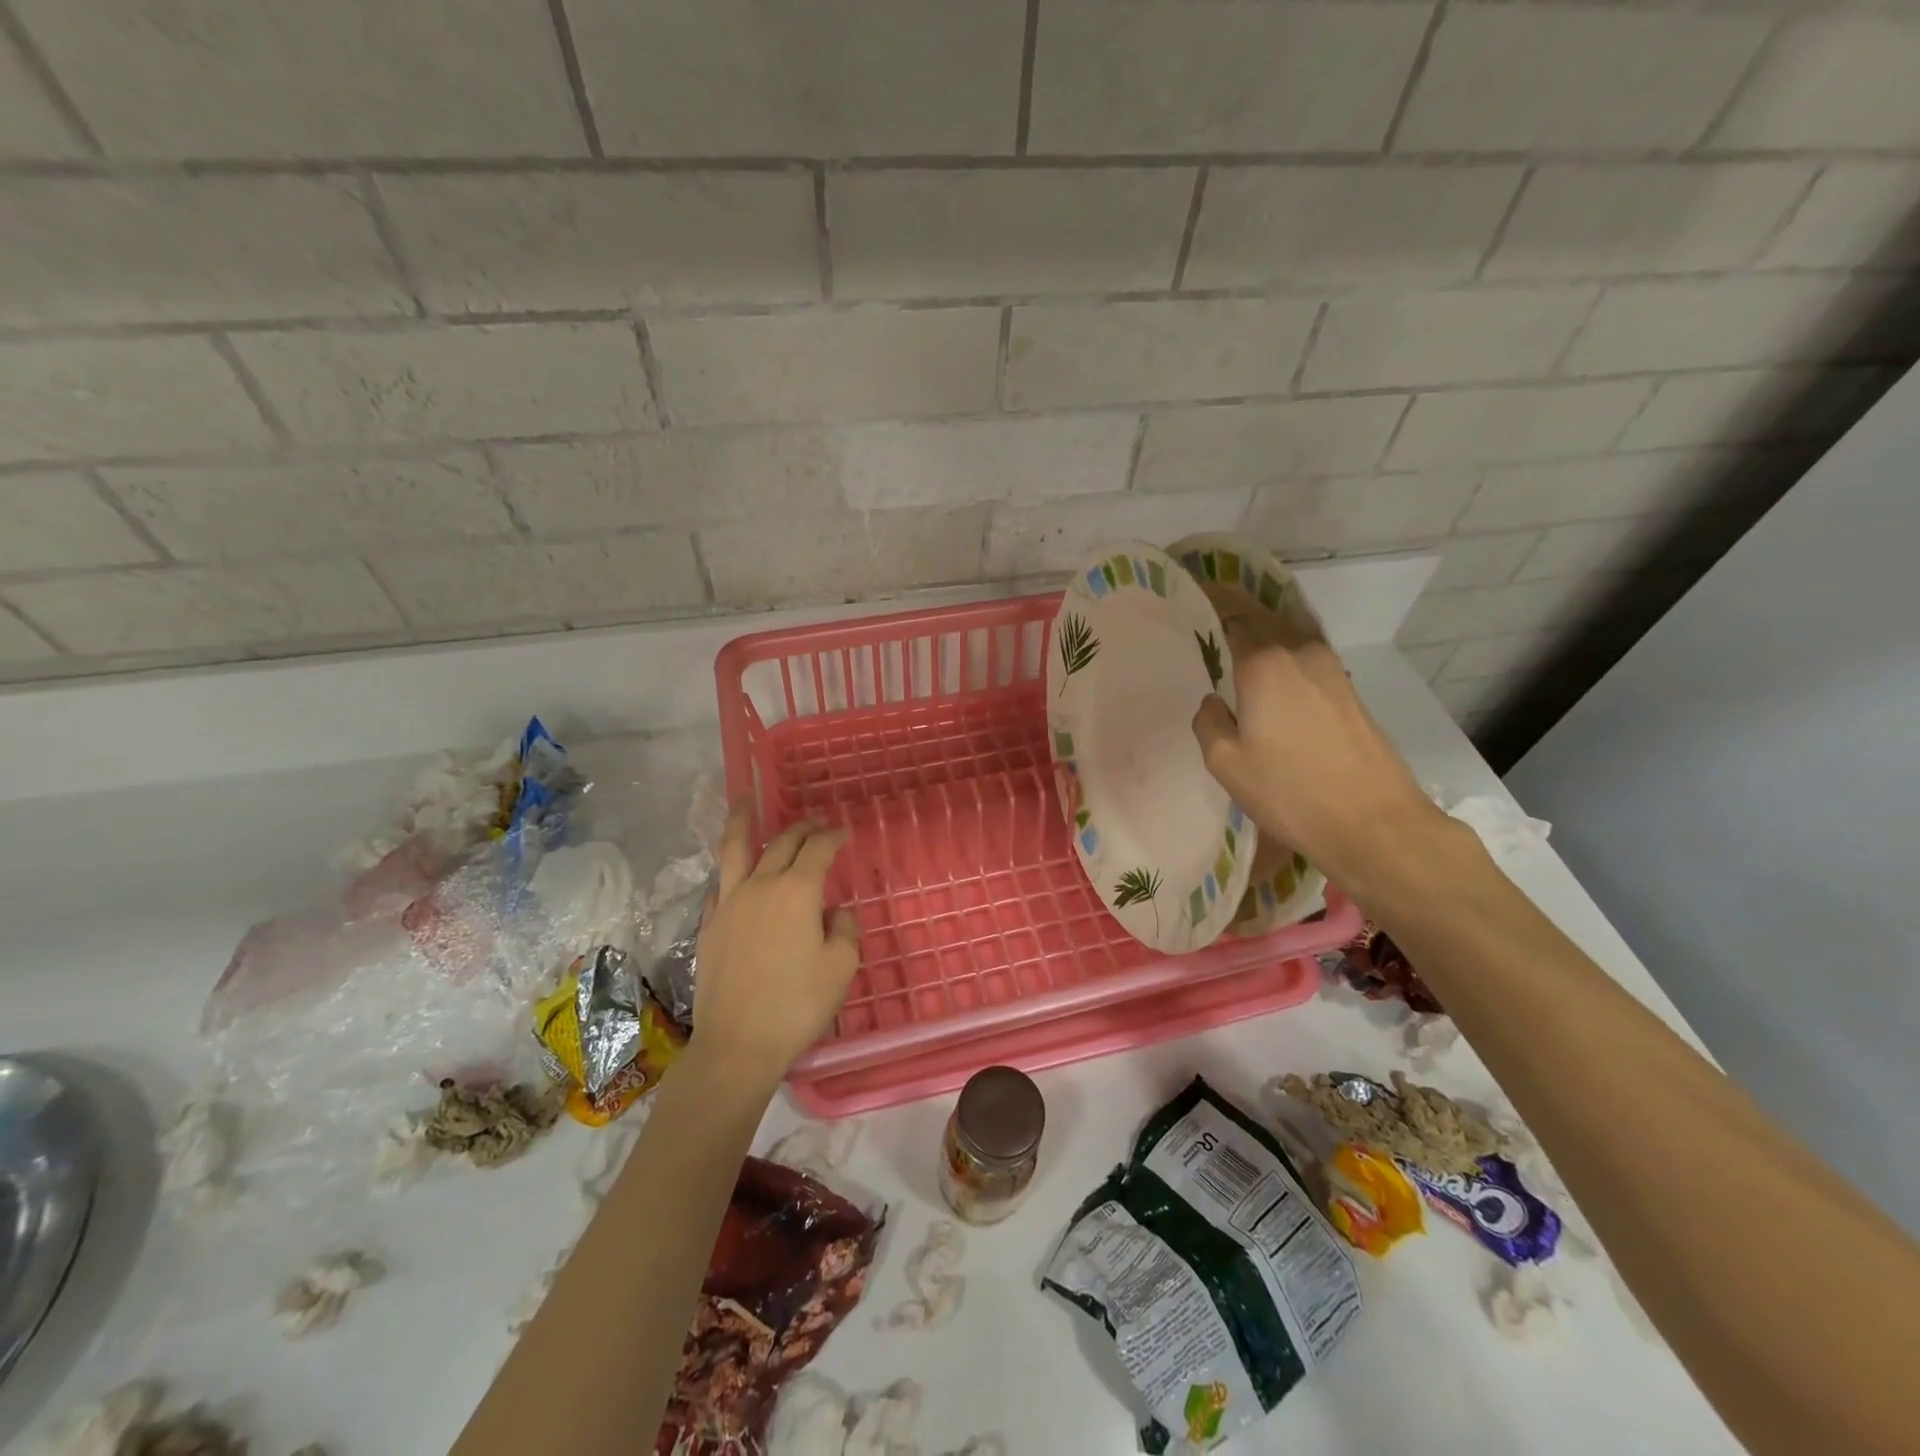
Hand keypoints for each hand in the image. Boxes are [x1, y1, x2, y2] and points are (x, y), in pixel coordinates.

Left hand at [692, 801, 859, 1086]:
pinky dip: (730, 869)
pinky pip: (720, 884)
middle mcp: (761, 886)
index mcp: (797, 891)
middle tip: (816, 825)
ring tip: (743, 799)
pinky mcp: (709, 924)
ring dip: (742, 821)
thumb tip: (833, 913)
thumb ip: (844, 929)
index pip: (818, 849)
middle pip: (782, 843)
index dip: (833, 837)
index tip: (844, 834)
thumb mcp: (841, 967)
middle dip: (802, 828)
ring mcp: (729, 903)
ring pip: (735, 849)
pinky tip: (732, 870)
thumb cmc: (798, 1004)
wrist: (737, 1044)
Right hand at [1190, 590, 1445, 893]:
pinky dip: (1285, 651)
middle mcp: (1301, 653)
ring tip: (1237, 638)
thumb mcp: (1226, 763)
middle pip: (1265, 616)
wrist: (1374, 823)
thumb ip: (1209, 723)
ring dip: (1264, 629)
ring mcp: (1332, 670)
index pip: (1233, 613)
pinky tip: (1272, 670)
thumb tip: (1214, 702)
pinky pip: (1307, 656)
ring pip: (1290, 634)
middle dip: (1237, 608)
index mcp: (1265, 663)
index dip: (1211, 600)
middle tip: (1209, 611)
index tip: (1190, 593)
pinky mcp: (1349, 692)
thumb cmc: (1290, 792)